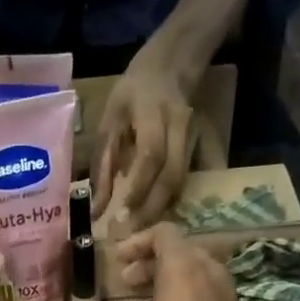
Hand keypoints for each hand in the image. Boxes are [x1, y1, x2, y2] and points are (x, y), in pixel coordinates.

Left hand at [94, 53, 193, 232]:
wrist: (173, 65)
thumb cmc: (132, 93)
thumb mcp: (110, 121)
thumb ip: (104, 164)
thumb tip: (96, 208)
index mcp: (154, 114)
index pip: (151, 156)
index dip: (138, 188)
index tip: (121, 216)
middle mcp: (180, 127)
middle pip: (172, 176)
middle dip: (151, 209)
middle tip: (130, 234)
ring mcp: (196, 137)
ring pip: (184, 182)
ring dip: (163, 210)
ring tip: (142, 233)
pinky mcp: (203, 147)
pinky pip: (191, 181)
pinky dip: (177, 203)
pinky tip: (161, 220)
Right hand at [102, 223, 262, 300]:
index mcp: (182, 271)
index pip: (163, 233)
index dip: (138, 242)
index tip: (119, 262)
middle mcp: (210, 273)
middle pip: (180, 251)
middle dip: (150, 264)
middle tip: (126, 284)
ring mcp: (228, 295)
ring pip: (194, 273)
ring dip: (166, 284)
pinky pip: (206, 294)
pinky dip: (184, 300)